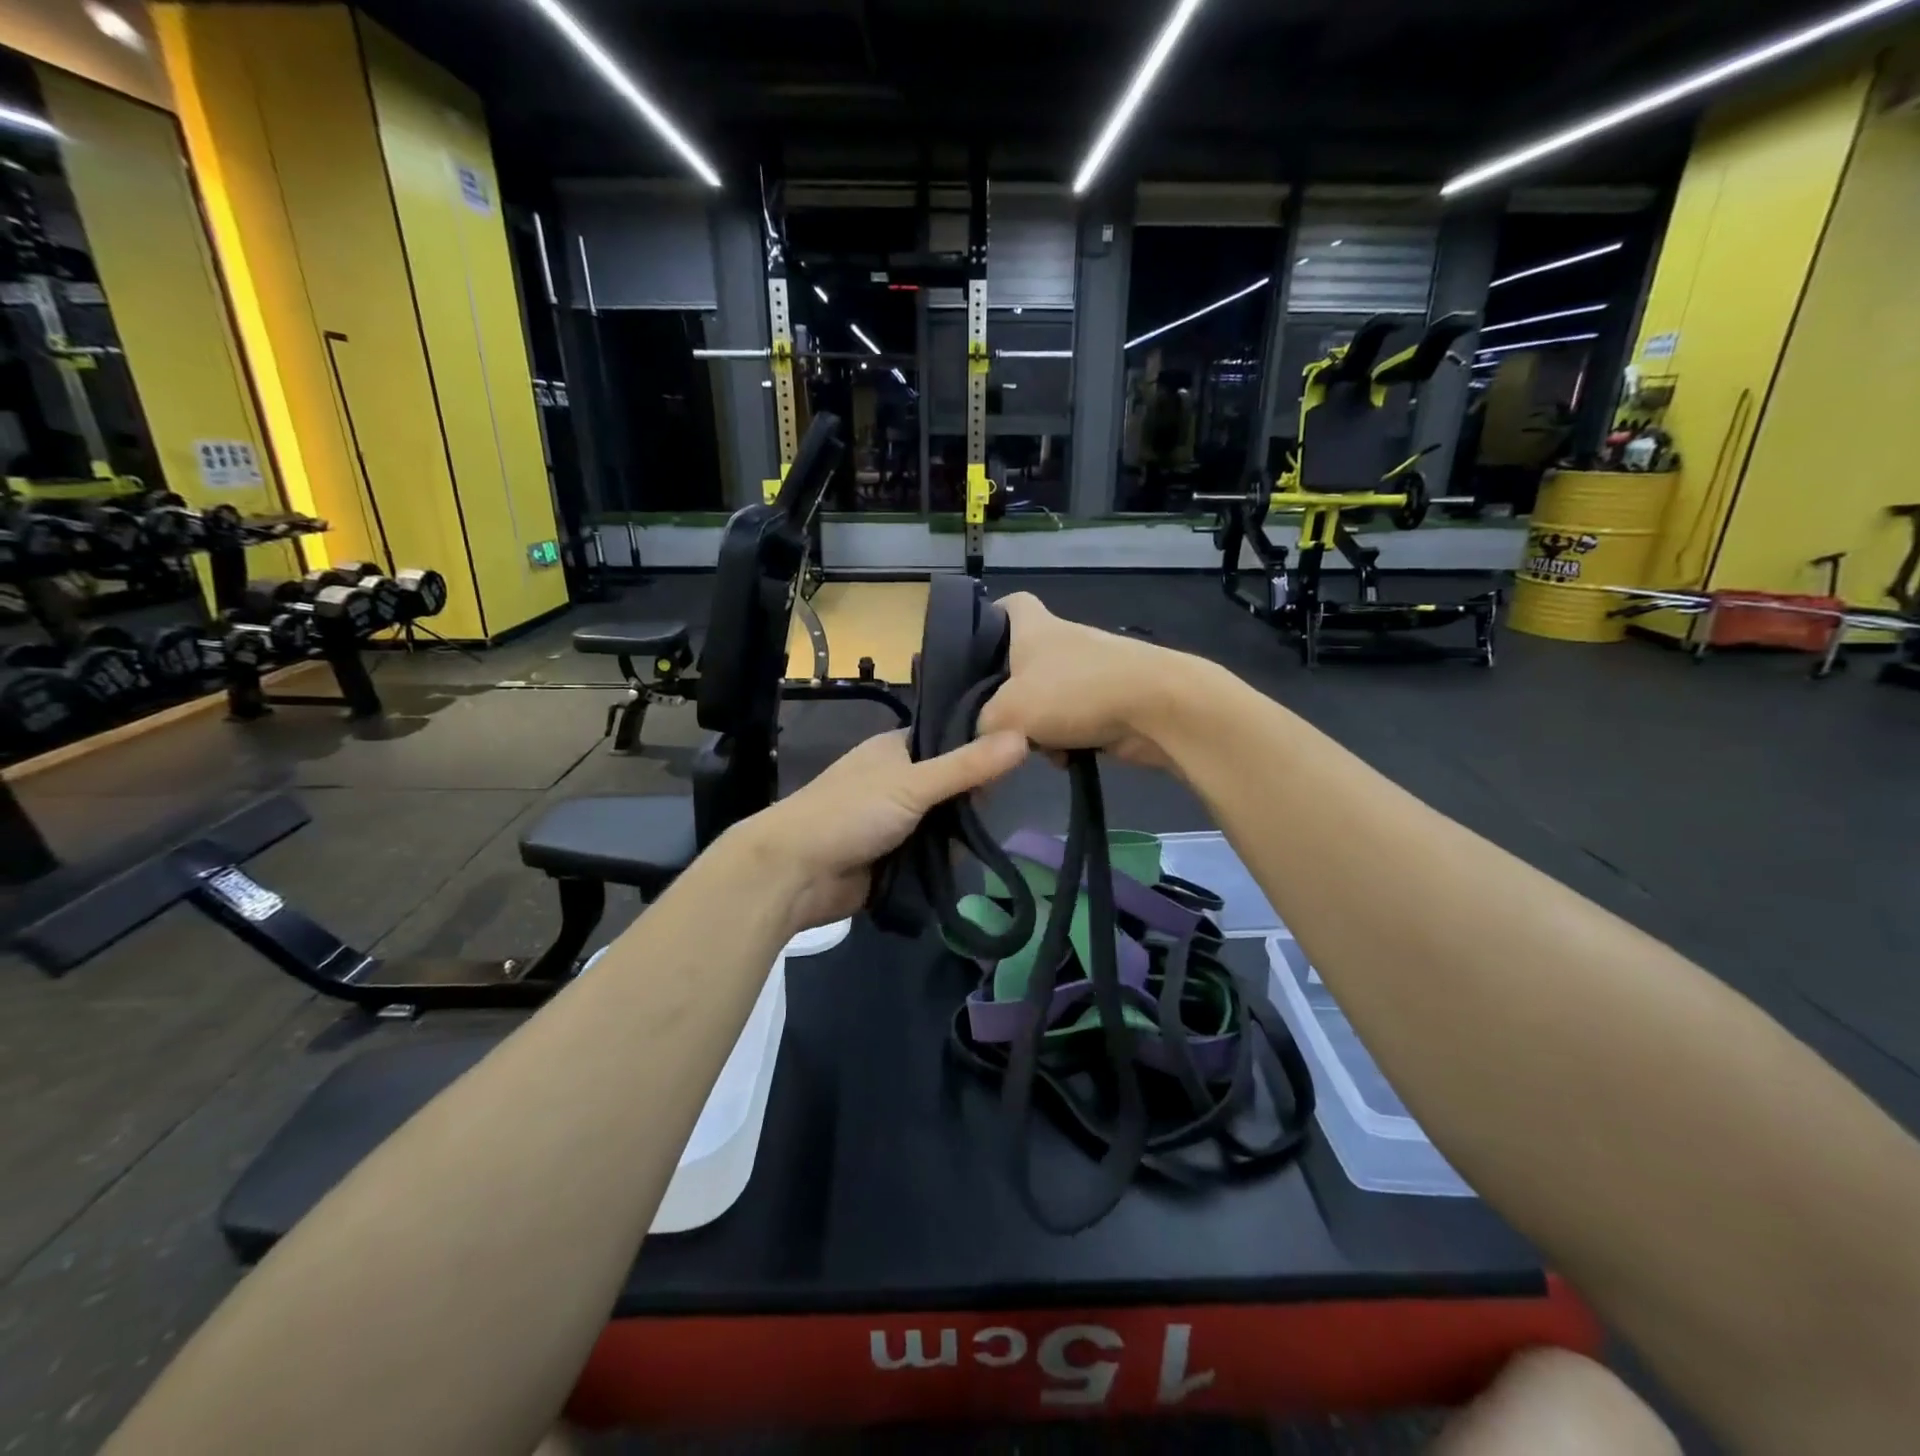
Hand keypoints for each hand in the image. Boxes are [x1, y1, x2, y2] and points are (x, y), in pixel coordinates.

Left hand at [739, 729, 1028, 931]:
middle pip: (952, 787)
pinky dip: (943, 864)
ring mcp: (894, 822)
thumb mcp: (912, 784)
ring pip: (944, 825)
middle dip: (970, 805)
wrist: (794, 874)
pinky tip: (960, 870)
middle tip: (989, 814)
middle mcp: (897, 781)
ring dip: (957, 839)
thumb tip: (1024, 736)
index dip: (980, 751)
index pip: (950, 741)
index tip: (1015, 764)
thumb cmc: (848, 813)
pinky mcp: (893, 858)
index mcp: (896, 750)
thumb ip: (967, 766)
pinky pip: (931, 857)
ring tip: (977, 846)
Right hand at [977, 593, 1195, 770]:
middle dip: (1009, 694)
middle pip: (1023, 663)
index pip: (1011, 603)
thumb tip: (982, 738)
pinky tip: (1066, 758)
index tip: (972, 648)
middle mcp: (1062, 642)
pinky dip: (1067, 740)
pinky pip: (1073, 721)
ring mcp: (1090, 671)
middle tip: (992, 719)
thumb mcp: (1007, 712)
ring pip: (1047, 699)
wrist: (1155, 708)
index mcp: (1035, 627)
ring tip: (1033, 748)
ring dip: (1037, 726)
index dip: (990, 618)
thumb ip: (982, 724)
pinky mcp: (1110, 700)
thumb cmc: (1073, 692)